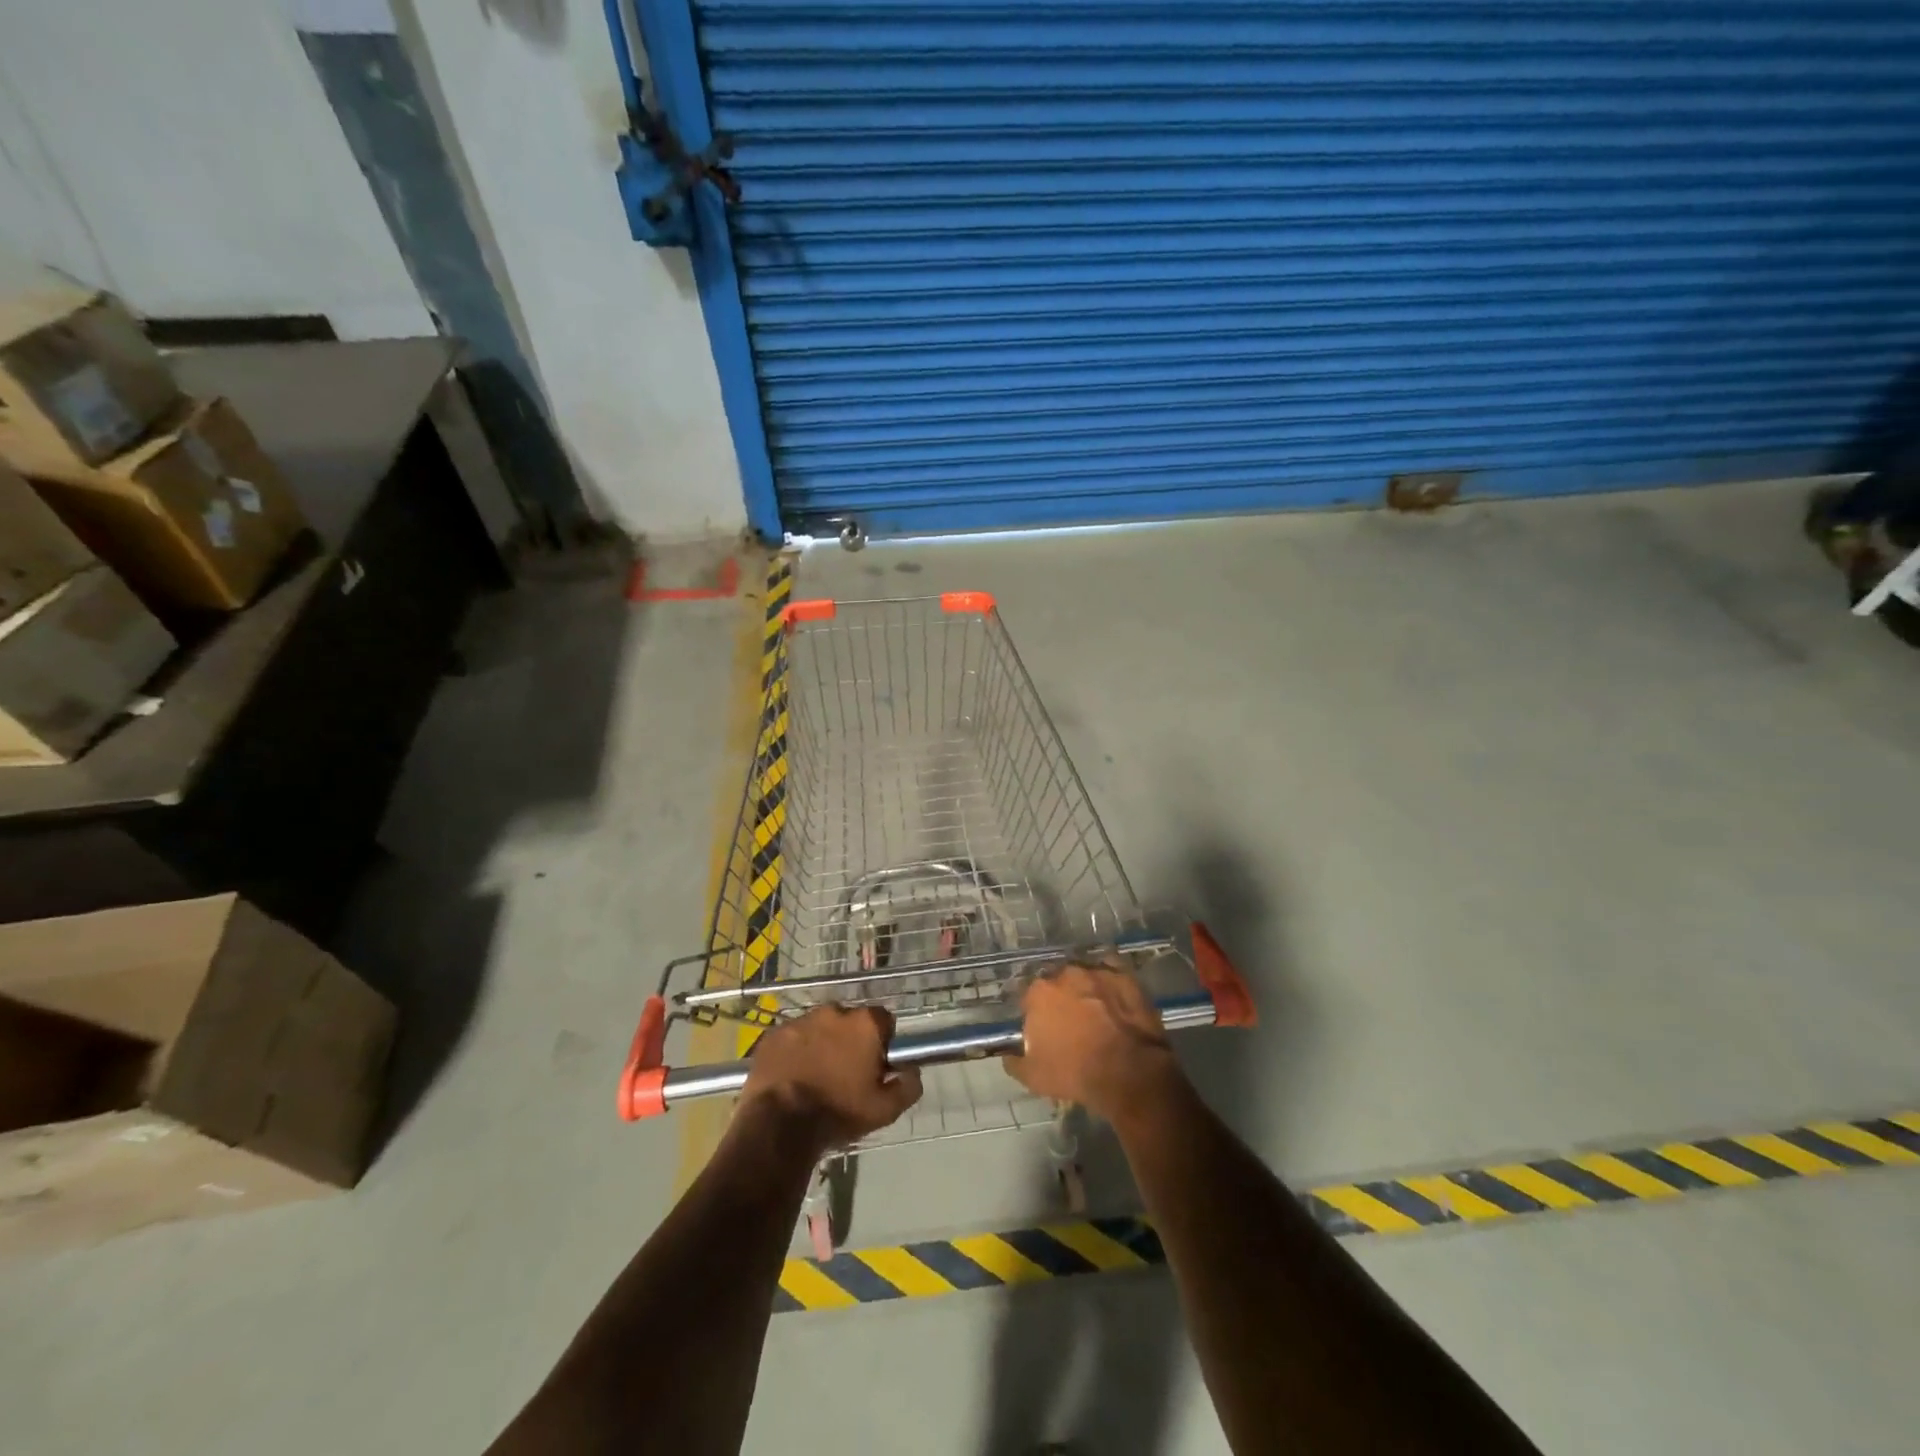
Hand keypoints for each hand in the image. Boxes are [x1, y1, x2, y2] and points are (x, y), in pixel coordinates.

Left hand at [740, 1004, 922, 1155]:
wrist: (779, 1125)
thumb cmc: (838, 1113)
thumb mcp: (884, 1110)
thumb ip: (907, 1086)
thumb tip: (913, 1071)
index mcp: (864, 1024)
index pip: (883, 1020)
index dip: (882, 1041)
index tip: (876, 1064)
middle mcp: (834, 1012)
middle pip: (849, 1022)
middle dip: (850, 1041)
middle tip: (845, 1073)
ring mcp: (800, 1021)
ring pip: (818, 1028)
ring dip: (821, 1044)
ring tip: (815, 1076)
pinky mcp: (773, 1035)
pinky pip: (791, 1038)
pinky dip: (794, 1052)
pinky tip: (791, 1077)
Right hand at [1005, 961, 1183, 1124]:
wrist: (1129, 1071)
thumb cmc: (1076, 1072)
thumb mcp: (1034, 1077)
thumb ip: (1014, 1061)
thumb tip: (1008, 1055)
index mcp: (1039, 992)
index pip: (1030, 998)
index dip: (1035, 1014)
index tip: (1043, 1030)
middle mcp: (1065, 973)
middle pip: (1057, 983)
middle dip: (1061, 998)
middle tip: (1070, 1022)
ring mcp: (1097, 971)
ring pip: (1084, 976)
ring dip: (1086, 989)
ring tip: (1095, 1011)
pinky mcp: (1124, 976)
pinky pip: (1112, 974)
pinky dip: (1110, 983)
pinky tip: (1114, 999)